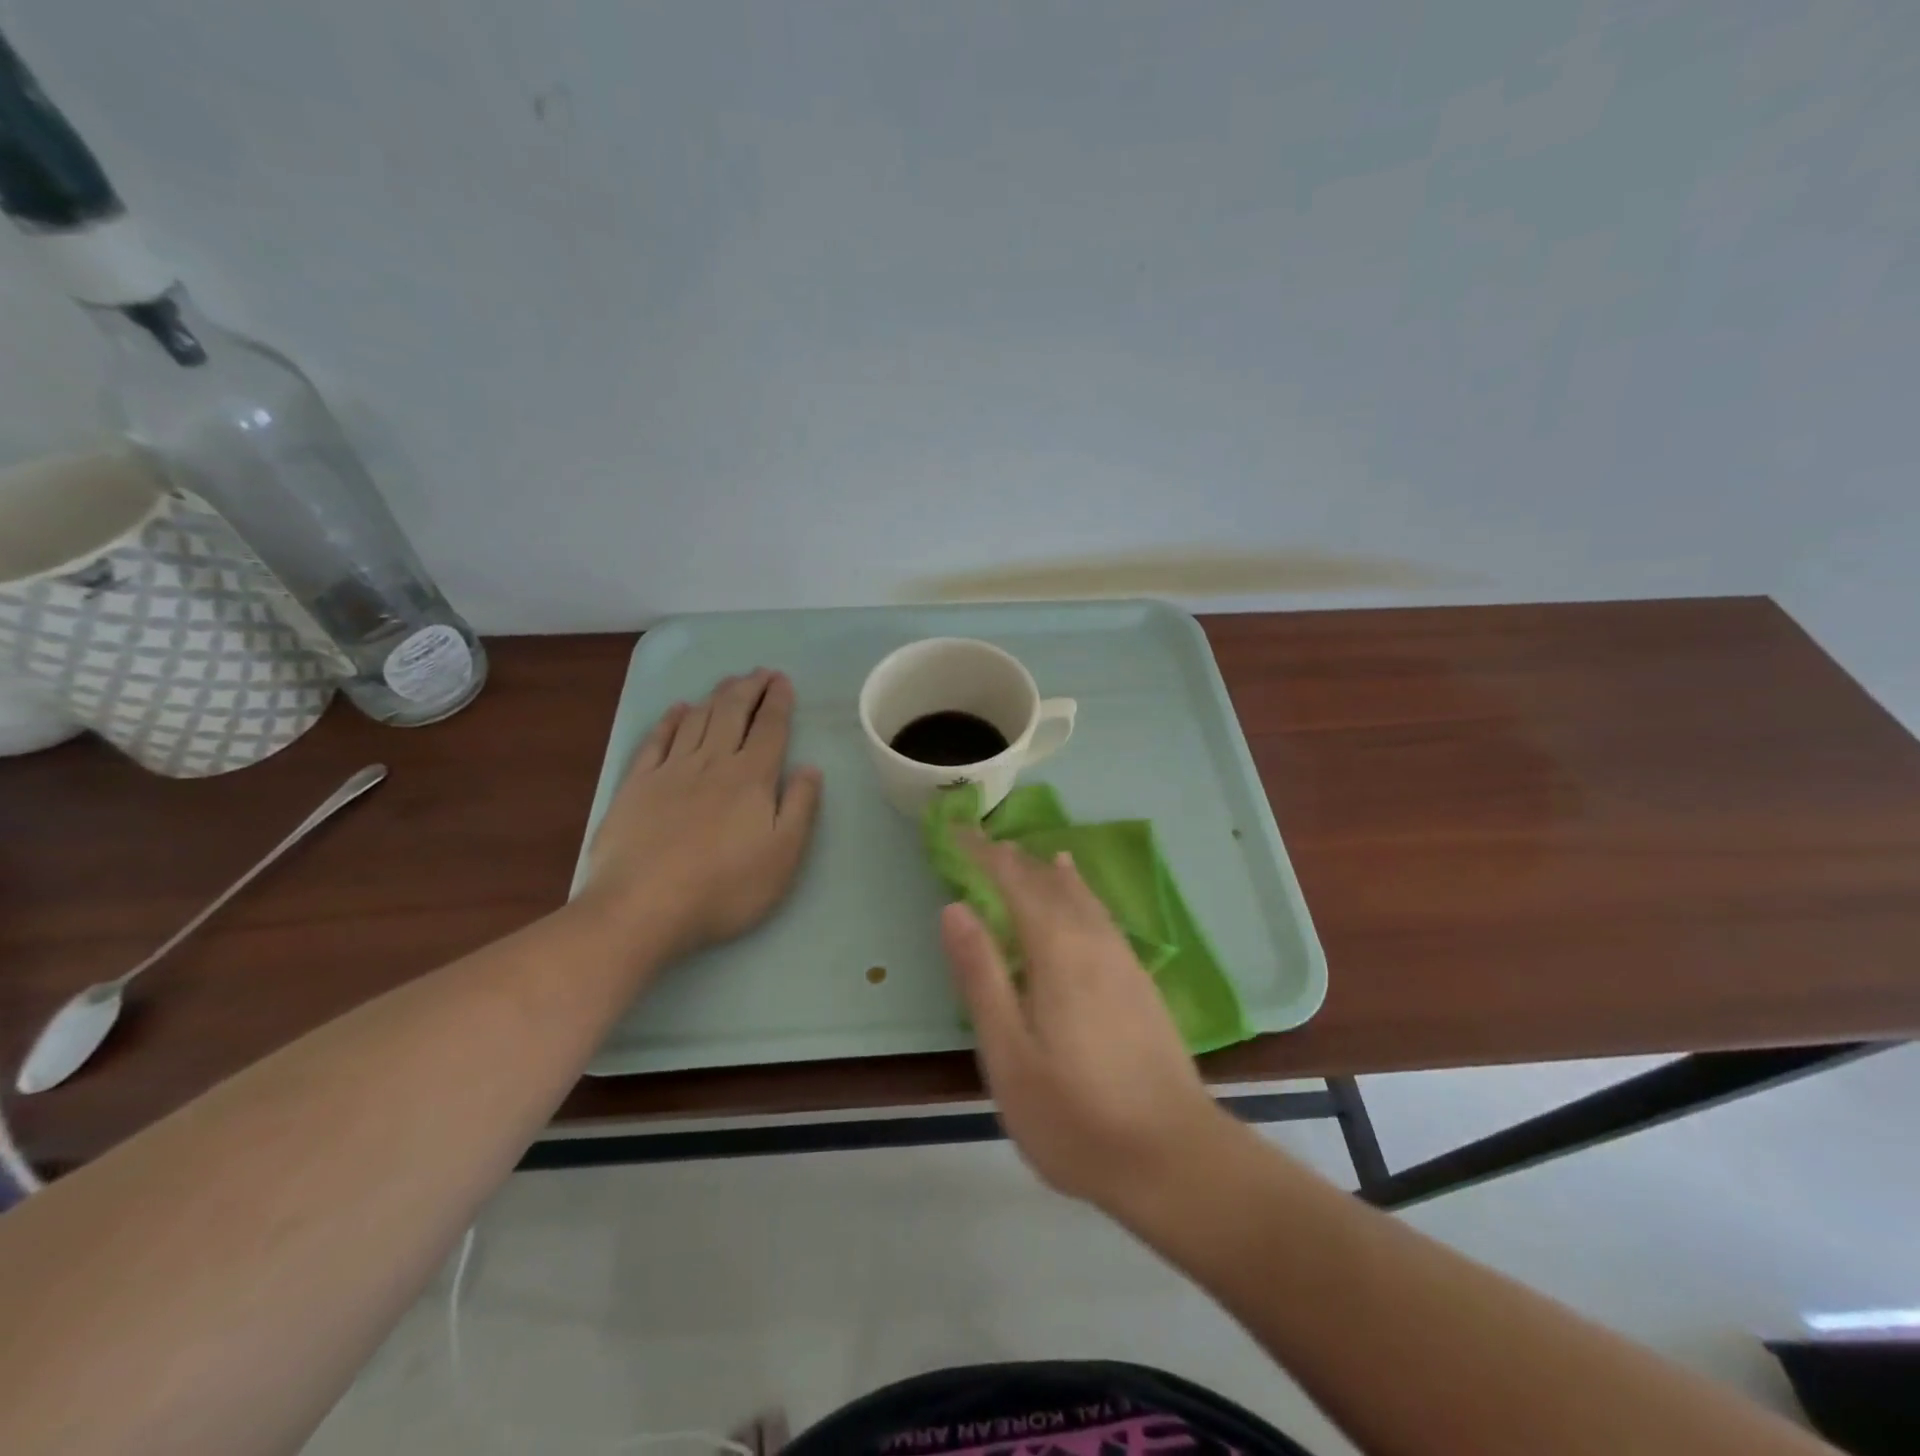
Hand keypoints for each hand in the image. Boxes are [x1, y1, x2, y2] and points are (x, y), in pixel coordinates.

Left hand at [581, 670, 822, 964]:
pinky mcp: (636, 786)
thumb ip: (800, 806)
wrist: (643, 907)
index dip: (778, 701)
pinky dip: (670, 720)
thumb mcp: (783, 854)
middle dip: (749, 689)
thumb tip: (810, 767)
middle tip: (760, 673)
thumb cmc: (725, 887)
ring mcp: (670, 771)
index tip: (783, 680)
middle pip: (732, 713)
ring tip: (728, 683)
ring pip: (696, 720)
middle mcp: (712, 763)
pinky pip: (656, 741)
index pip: (769, 728)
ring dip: (715, 697)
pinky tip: (677, 710)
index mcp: (751, 777)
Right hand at [940, 837, 1230, 1212]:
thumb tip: (954, 907)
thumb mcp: (1009, 1054)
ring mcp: (1122, 960)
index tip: (954, 830)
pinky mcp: (1140, 982)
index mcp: (1057, 950)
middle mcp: (1092, 941)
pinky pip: (1100, 914)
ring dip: (1046, 871)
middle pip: (1048, 881)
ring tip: (1025, 854)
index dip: (982, 852)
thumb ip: (981, 975)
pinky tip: (1079, 897)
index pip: (1014, 880)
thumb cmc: (1076, 1115)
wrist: (1176, 1159)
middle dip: (1012, 858)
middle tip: (978, 843)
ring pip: (1080, 894)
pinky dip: (1079, 892)